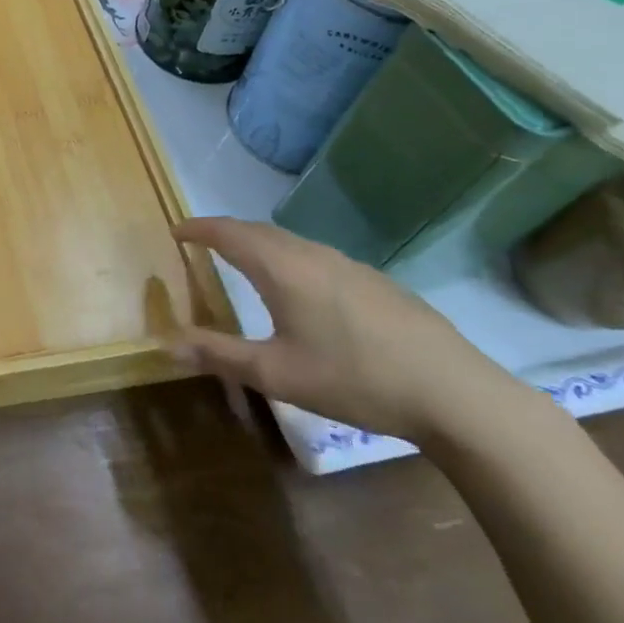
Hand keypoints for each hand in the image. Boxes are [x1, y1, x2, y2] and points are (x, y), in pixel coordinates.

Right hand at [171, 217, 532, 443]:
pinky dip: (289, 258)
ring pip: (291, 242)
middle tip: (202, 244)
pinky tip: (300, 289)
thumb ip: (220, 355)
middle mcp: (314, 255)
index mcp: (283, 269)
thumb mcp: (276, 374)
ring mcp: (350, 266)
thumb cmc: (354, 379)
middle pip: (260, 231)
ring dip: (260, 244)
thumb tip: (167, 343)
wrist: (455, 394)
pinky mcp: (376, 283)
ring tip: (243, 262)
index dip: (199, 228)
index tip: (175, 230)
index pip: (229, 233)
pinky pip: (316, 256)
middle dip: (226, 232)